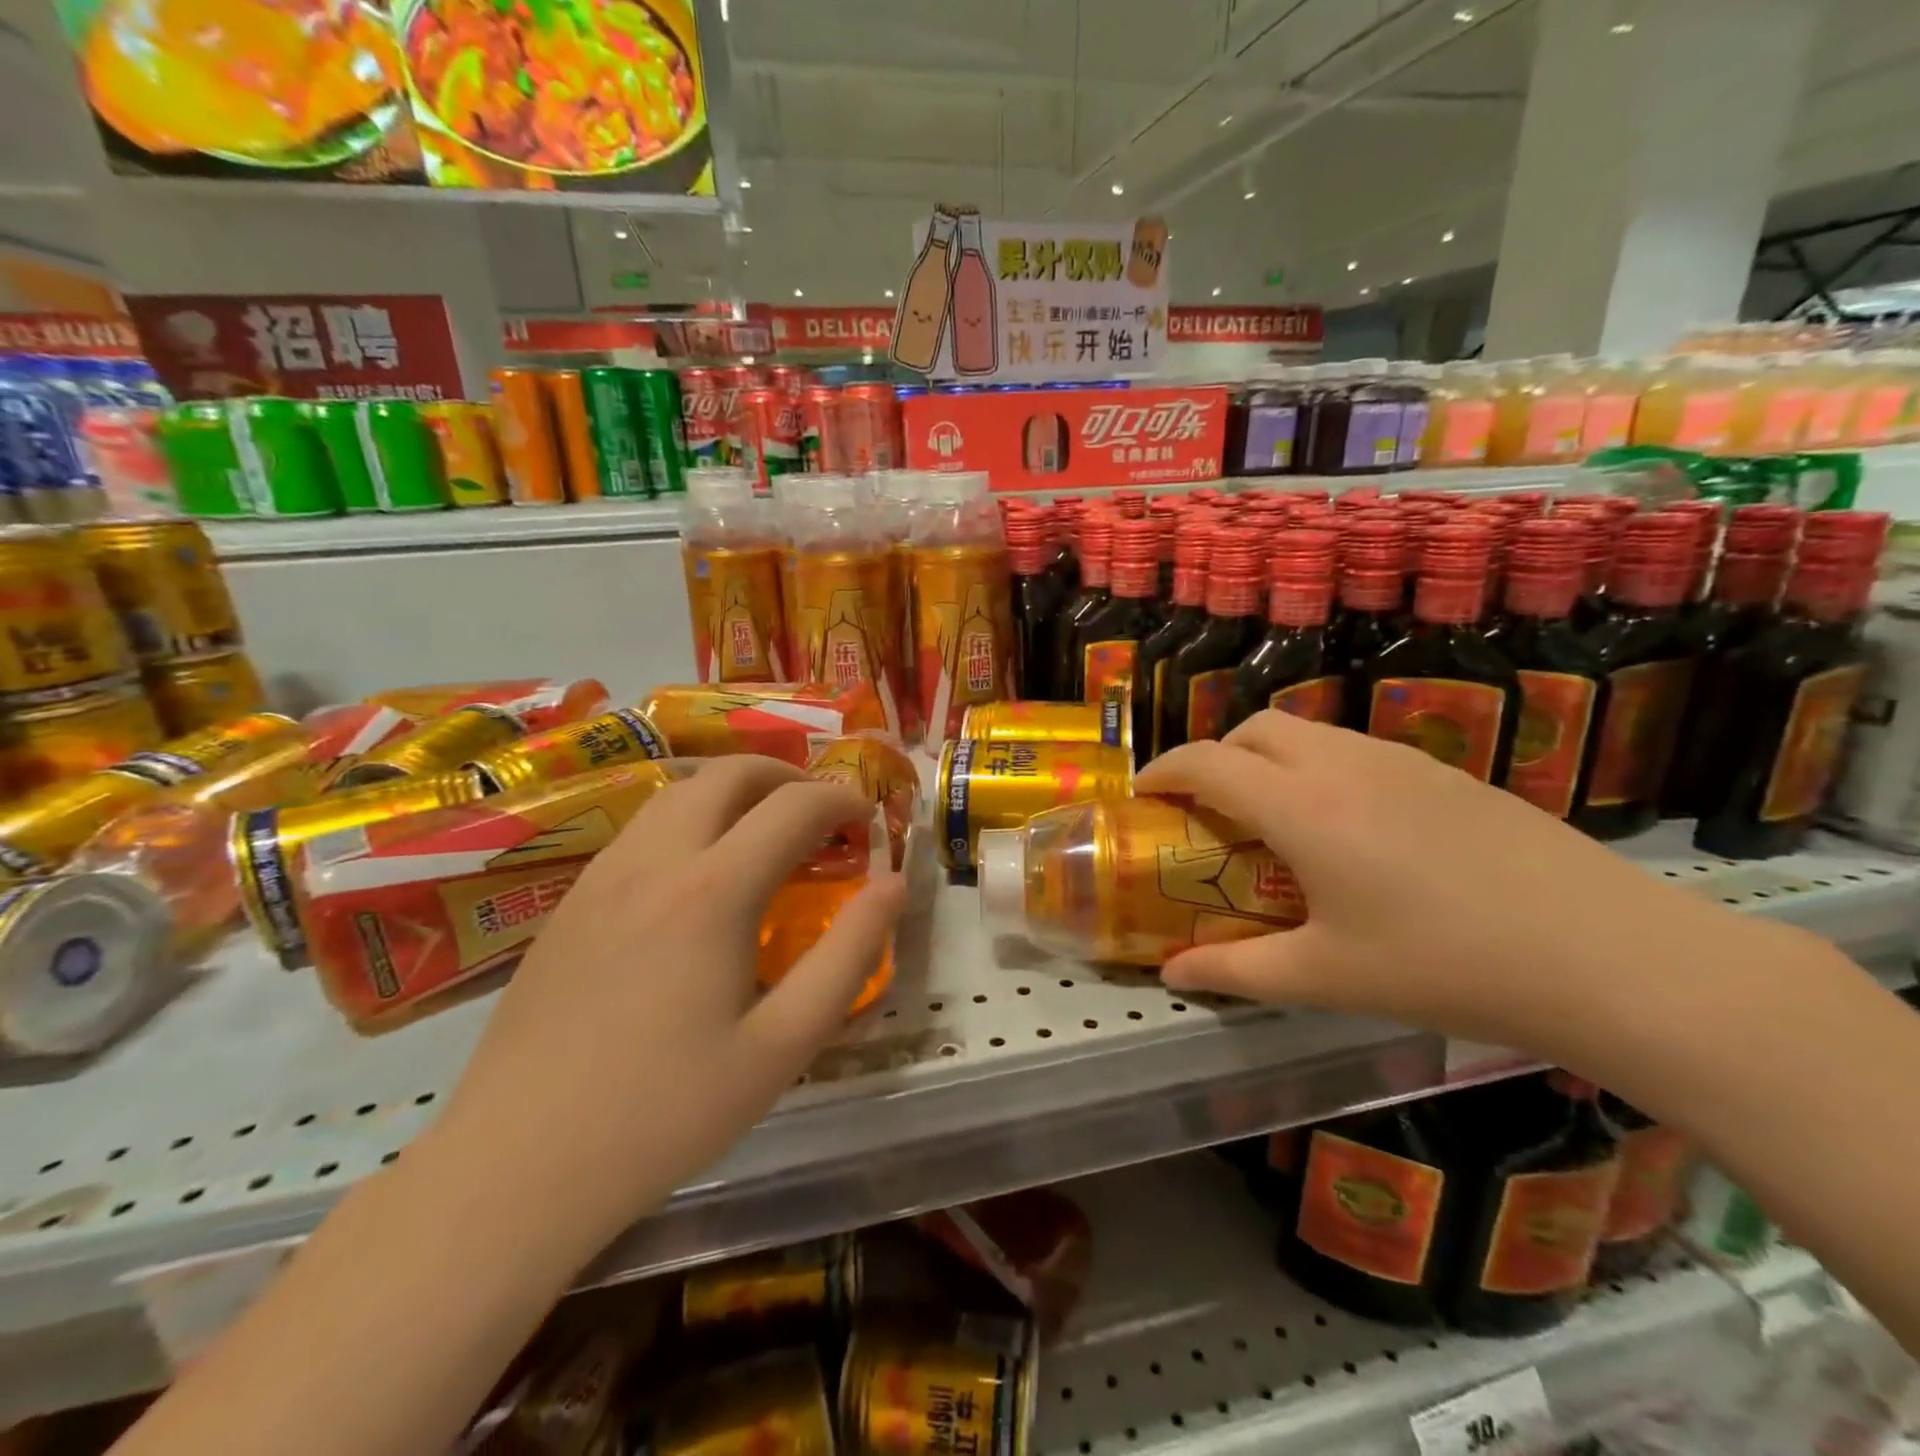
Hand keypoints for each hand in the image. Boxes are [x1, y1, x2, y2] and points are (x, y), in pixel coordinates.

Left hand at [428, 755, 906, 1258]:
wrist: (516, 1166)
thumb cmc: (666, 1111)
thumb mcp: (784, 1044)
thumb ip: (849, 955)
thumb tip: (893, 885)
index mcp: (713, 890)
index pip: (793, 807)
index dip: (842, 799)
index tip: (868, 818)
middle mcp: (655, 860)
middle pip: (727, 774)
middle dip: (787, 775)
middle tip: (821, 810)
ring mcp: (603, 875)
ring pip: (677, 792)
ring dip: (734, 790)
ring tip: (766, 828)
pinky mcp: (570, 901)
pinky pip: (642, 827)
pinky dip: (690, 817)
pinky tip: (699, 872)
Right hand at [1135, 711, 1777, 1054]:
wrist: (1607, 956)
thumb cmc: (1444, 966)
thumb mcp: (1326, 977)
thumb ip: (1238, 971)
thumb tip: (1175, 976)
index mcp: (1301, 806)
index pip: (1206, 762)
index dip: (1163, 771)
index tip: (1143, 796)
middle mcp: (1341, 764)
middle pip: (1252, 728)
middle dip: (1214, 755)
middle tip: (1207, 808)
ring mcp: (1399, 759)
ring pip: (1306, 731)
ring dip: (1267, 757)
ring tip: (1273, 816)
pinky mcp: (1444, 771)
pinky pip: (1353, 747)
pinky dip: (1318, 766)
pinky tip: (1348, 827)